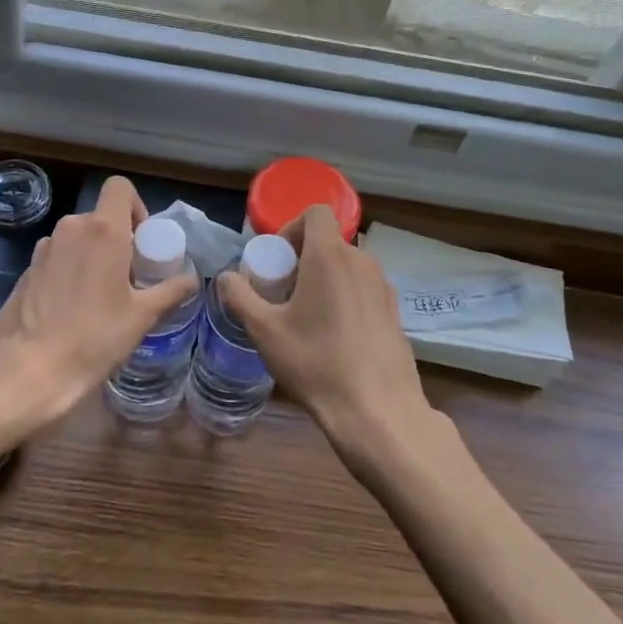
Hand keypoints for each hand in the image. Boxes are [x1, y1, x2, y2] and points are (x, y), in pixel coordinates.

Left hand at [0, 176, 196, 429]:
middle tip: (129, 276)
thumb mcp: (142, 317)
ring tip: (101, 296)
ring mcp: (44, 248)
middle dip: (118, 239)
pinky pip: (58, 257)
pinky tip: (73, 308)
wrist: (28, 368)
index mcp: (102, 230)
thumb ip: (170, 291)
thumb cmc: (93, 337)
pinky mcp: (27, 269)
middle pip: (100, 217)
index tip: (142, 242)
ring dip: (93, 255)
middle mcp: (71, 228)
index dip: (136, 207)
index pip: (120, 187)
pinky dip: (70, 270)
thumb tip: (191, 280)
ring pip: (78, 238)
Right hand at [220, 206, 432, 458]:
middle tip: (283, 293)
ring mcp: (384, 287)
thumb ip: (239, 296)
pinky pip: (363, 289)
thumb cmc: (315, 363)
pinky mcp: (395, 312)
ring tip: (306, 317)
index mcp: (330, 256)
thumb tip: (226, 278)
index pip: (316, 212)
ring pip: (347, 266)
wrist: (377, 410)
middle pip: (329, 241)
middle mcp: (362, 262)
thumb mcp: (264, 331)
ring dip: (324, 278)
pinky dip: (345, 297)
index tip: (278, 260)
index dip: (292, 227)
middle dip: (303, 258)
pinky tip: (334, 337)